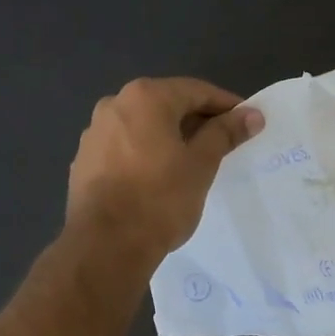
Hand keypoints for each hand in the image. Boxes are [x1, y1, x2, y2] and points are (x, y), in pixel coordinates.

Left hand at [66, 77, 263, 263]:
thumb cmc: (159, 198)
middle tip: (224, 143)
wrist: (104, 244)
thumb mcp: (201, 164)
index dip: (225, 105)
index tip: (247, 121)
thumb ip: (224, 133)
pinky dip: (144, 154)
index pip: (195, 91)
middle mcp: (113, 105)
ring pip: (142, 127)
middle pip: (165, 105)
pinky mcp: (83, 161)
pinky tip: (157, 177)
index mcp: (144, 97)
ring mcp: (93, 133)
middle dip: (196, 121)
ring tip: (192, 162)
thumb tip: (251, 115)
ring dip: (168, 138)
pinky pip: (123, 148)